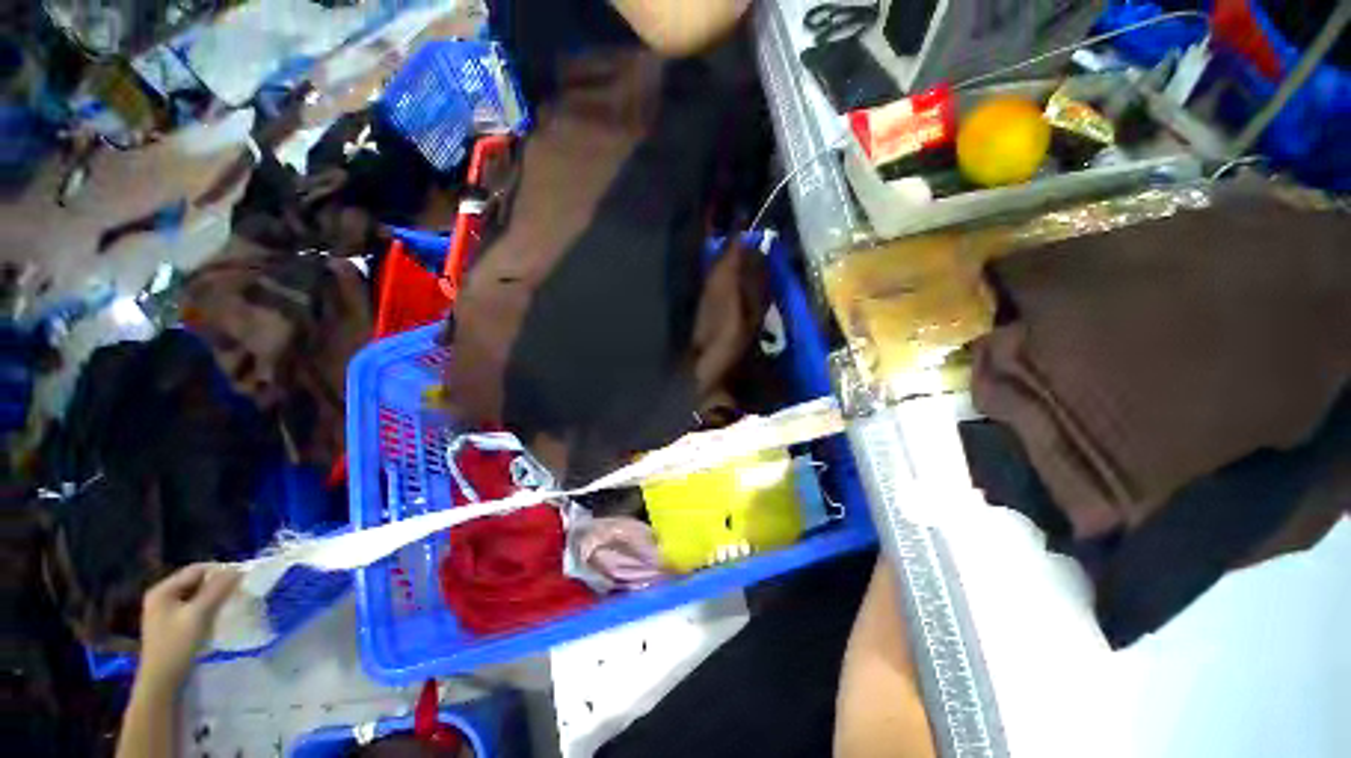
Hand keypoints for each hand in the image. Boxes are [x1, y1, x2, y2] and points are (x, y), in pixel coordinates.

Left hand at [137, 564, 240, 693]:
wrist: (162, 680)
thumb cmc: (177, 645)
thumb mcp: (198, 615)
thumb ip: (217, 590)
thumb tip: (238, 570)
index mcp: (163, 590)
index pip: (196, 570)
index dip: (220, 570)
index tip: (242, 577)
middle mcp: (162, 596)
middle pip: (195, 581)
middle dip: (217, 584)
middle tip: (238, 589)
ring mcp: (165, 611)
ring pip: (196, 594)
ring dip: (213, 596)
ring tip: (231, 602)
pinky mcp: (171, 623)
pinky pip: (193, 607)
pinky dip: (207, 607)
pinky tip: (216, 615)